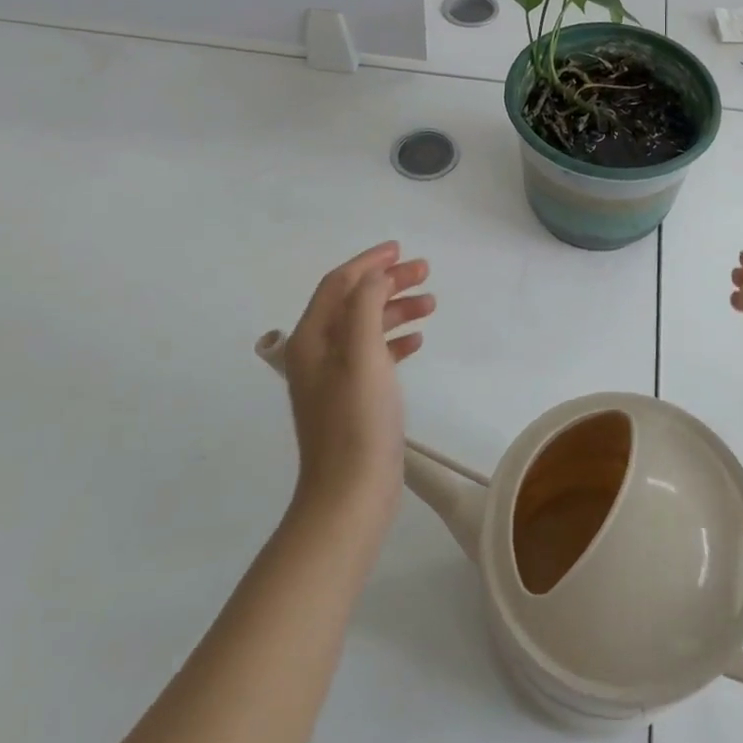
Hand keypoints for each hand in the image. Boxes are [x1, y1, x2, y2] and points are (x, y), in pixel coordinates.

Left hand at [281, 241, 433, 521]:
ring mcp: (334, 378)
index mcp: (312, 339)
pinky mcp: (353, 398)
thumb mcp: (361, 354)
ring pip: (366, 327)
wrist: (350, 494)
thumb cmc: (357, 420)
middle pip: (353, 302)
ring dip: (396, 309)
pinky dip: (395, 340)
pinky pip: (374, 354)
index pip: (338, 284)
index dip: (368, 262)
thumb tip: (374, 277)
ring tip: (431, 304)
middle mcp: (317, 353)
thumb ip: (365, 306)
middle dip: (387, 282)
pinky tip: (417, 341)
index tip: (401, 249)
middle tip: (425, 272)